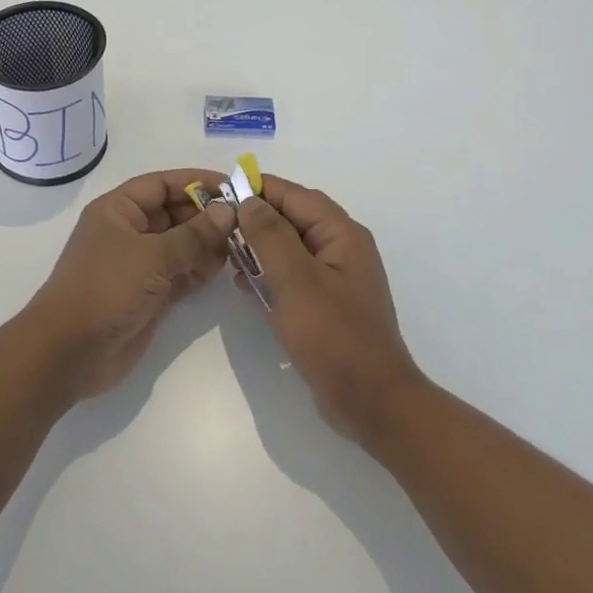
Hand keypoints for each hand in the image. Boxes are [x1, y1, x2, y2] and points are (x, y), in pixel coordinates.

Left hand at [24, 169, 237, 400]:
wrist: (71, 351)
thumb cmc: (106, 288)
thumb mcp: (152, 255)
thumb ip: (194, 234)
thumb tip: (229, 212)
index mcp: (118, 210)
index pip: (161, 185)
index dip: (196, 182)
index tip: (233, 187)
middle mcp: (129, 232)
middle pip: (174, 213)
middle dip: (207, 215)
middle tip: (246, 219)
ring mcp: (139, 265)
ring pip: (181, 244)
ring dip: (208, 243)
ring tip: (243, 243)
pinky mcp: (150, 295)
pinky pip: (181, 273)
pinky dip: (201, 269)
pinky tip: (226, 266)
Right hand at [233, 175, 427, 446]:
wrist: (372, 402)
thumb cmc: (334, 337)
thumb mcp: (296, 281)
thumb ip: (271, 236)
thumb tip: (250, 201)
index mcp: (341, 235)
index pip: (296, 196)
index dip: (259, 189)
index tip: (222, 190)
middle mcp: (342, 249)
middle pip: (294, 219)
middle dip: (257, 218)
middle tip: (219, 224)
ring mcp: (336, 278)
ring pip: (291, 248)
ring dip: (260, 248)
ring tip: (227, 255)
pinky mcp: (327, 305)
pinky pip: (293, 277)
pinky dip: (269, 275)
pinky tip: (244, 286)